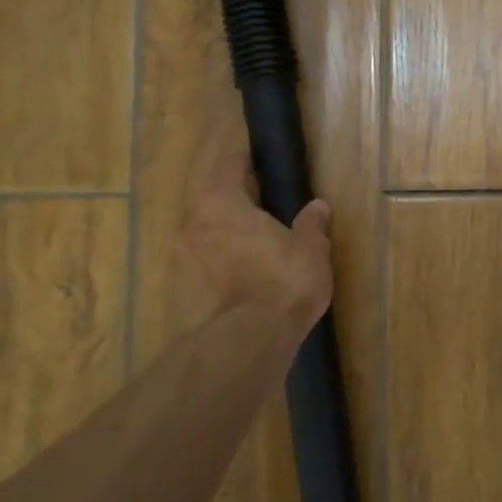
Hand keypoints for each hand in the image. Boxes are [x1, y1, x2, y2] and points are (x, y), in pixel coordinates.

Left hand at [174, 134, 333, 341]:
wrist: (248, 341)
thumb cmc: (282, 280)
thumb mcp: (310, 248)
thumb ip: (311, 223)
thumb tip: (317, 207)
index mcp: (221, 202)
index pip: (227, 166)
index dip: (244, 161)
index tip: (260, 161)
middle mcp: (193, 224)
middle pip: (212, 198)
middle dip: (235, 198)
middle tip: (264, 201)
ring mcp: (184, 258)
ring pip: (206, 231)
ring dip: (227, 230)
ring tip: (257, 238)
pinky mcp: (184, 289)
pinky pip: (205, 260)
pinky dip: (223, 258)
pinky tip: (247, 269)